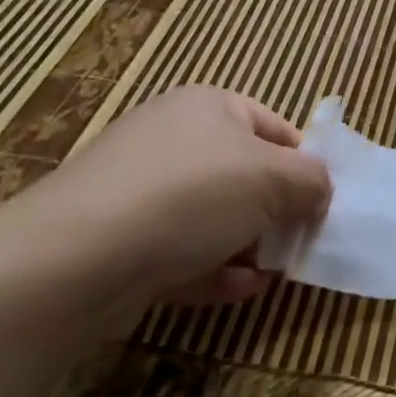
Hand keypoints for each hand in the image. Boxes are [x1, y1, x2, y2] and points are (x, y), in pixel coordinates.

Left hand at [22, 86, 331, 310]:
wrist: (74, 259)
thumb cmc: (191, 195)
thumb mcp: (274, 179)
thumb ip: (312, 181)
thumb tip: (321, 192)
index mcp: (209, 106)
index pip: (274, 127)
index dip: (303, 164)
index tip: (321, 203)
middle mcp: (172, 139)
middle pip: (243, 174)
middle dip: (275, 211)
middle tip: (299, 242)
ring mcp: (139, 190)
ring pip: (211, 216)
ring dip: (248, 244)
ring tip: (273, 271)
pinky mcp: (118, 240)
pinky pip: (180, 250)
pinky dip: (213, 269)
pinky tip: (240, 290)